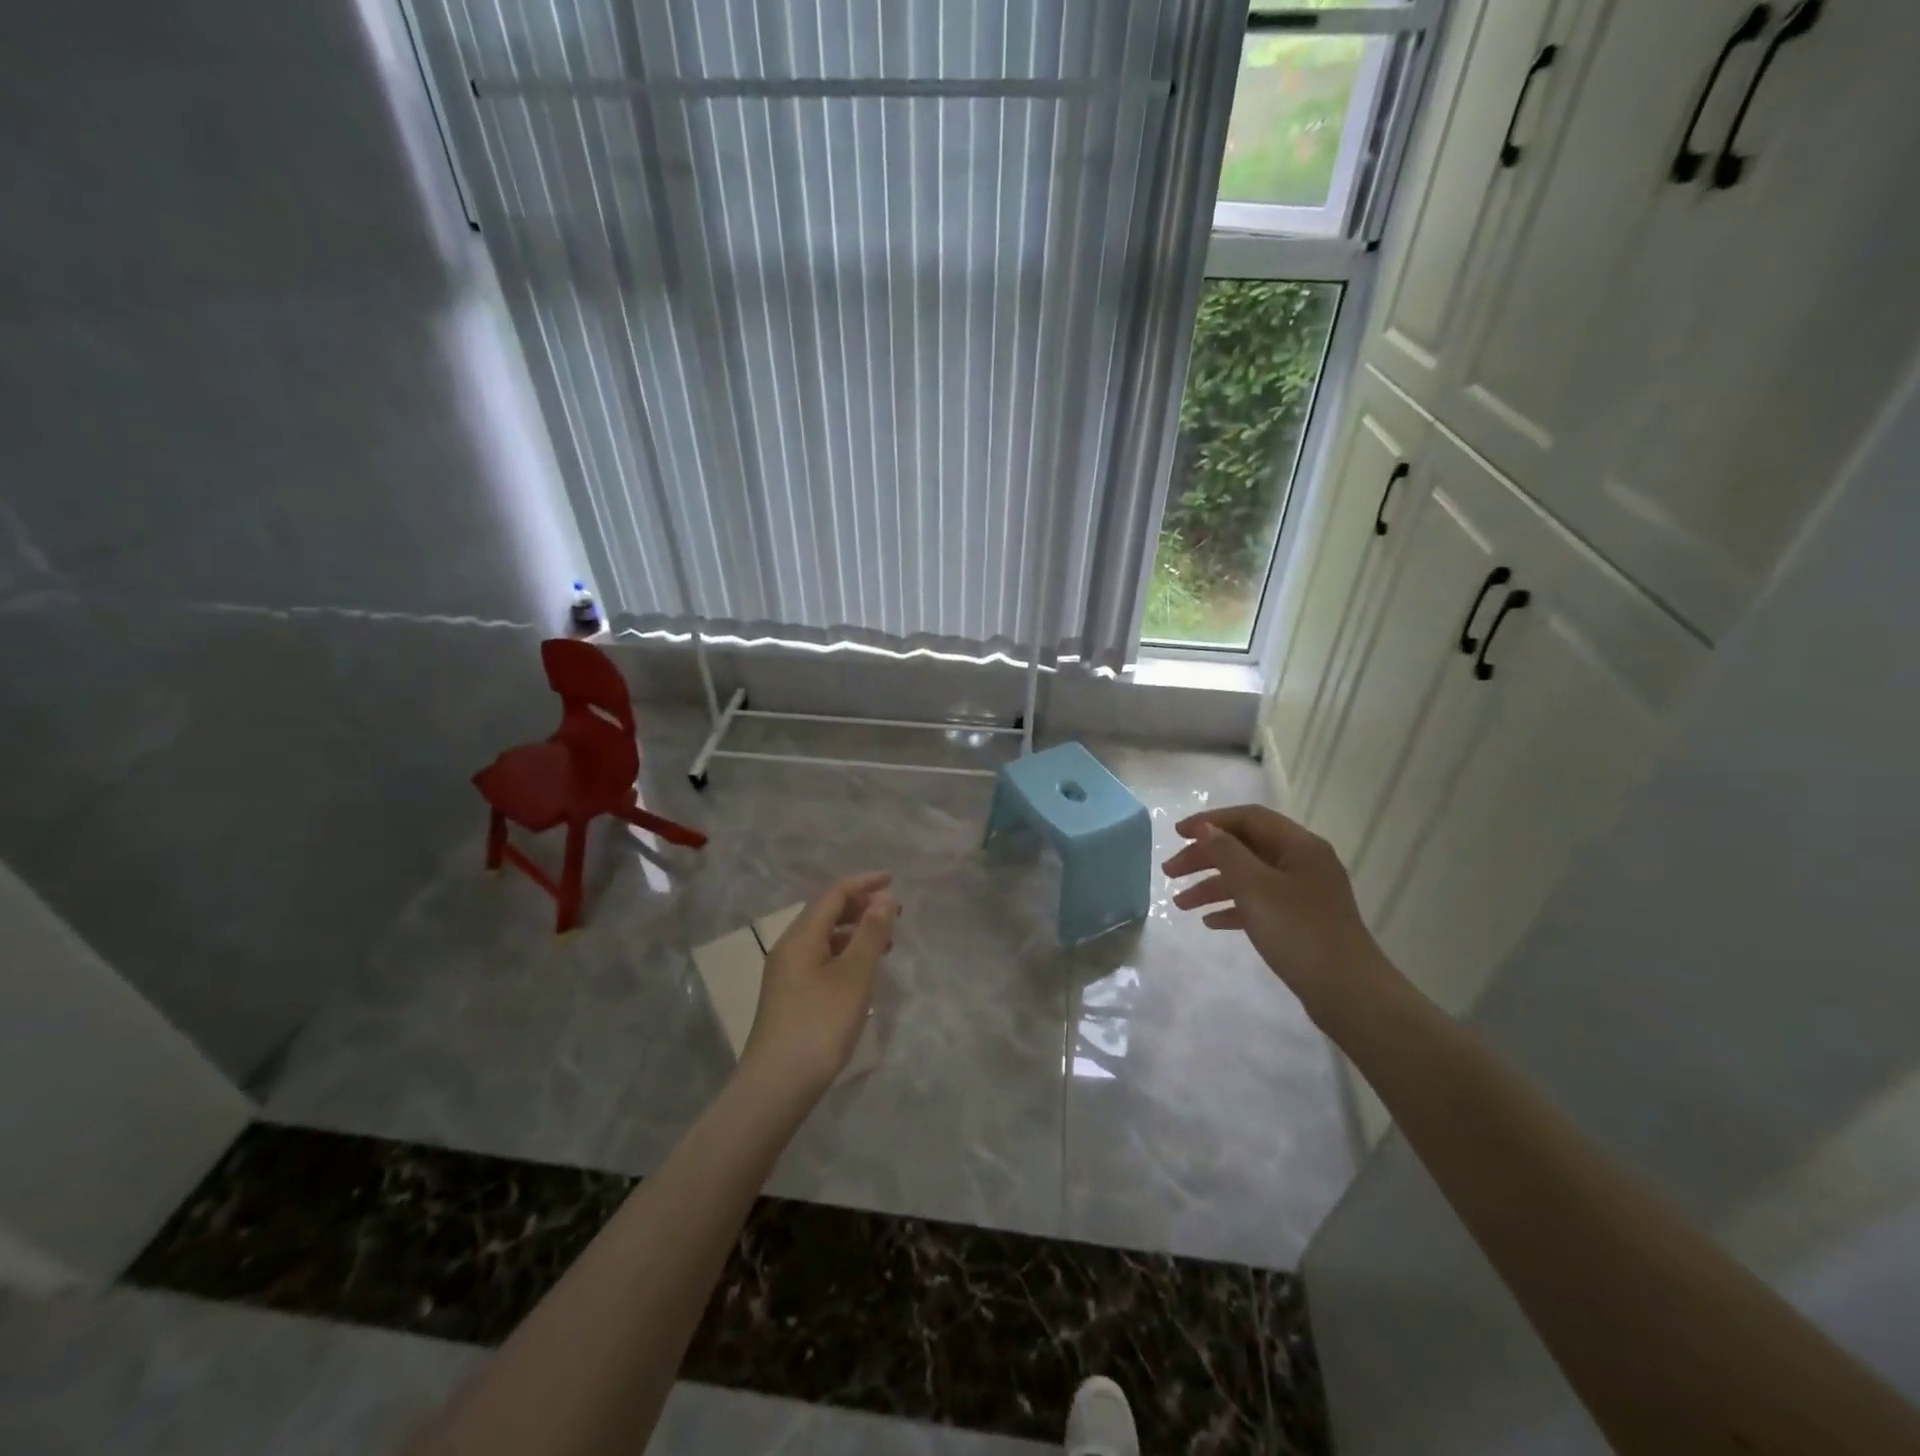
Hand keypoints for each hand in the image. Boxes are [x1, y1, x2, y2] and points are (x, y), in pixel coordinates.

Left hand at [740, 872, 900, 1098]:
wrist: (777, 1086)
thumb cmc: (820, 1024)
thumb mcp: (854, 976)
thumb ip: (871, 933)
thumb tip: (884, 898)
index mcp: (801, 937)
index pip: (833, 894)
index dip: (864, 884)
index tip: (893, 881)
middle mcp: (789, 948)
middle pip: (825, 913)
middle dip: (860, 906)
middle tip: (893, 912)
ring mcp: (786, 975)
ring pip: (823, 938)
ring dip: (854, 932)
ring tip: (885, 941)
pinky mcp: (790, 997)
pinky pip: (820, 959)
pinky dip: (844, 954)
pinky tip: (861, 973)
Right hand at [1162, 805, 1399, 1025]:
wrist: (1347, 991)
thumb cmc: (1298, 931)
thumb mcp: (1255, 887)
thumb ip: (1226, 853)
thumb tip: (1206, 828)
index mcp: (1299, 845)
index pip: (1248, 818)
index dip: (1210, 820)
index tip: (1177, 834)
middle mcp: (1303, 862)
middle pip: (1245, 847)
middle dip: (1205, 857)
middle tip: (1170, 872)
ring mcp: (1303, 893)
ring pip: (1249, 877)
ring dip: (1212, 886)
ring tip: (1180, 904)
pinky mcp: (1301, 920)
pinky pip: (1259, 903)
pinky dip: (1233, 907)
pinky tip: (1210, 922)